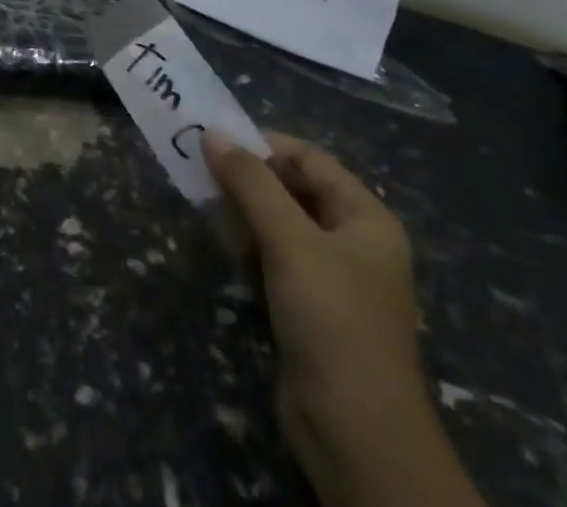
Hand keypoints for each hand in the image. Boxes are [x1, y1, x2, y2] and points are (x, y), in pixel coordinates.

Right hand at [205, 134, 482, 506]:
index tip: (216, 143)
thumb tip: (212, 134)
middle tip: (200, 170)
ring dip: (243, 211)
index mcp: (366, 218)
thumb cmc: (332, 318)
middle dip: (248, 178)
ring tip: (203, 203)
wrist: (355, 432)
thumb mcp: (289, 240)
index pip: (309, 159)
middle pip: (293, 190)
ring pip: (279, 224)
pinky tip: (222, 244)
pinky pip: (274, 258)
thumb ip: (250, 183)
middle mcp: (353, 241)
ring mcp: (332, 278)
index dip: (263, 145)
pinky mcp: (309, 308)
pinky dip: (248, 246)